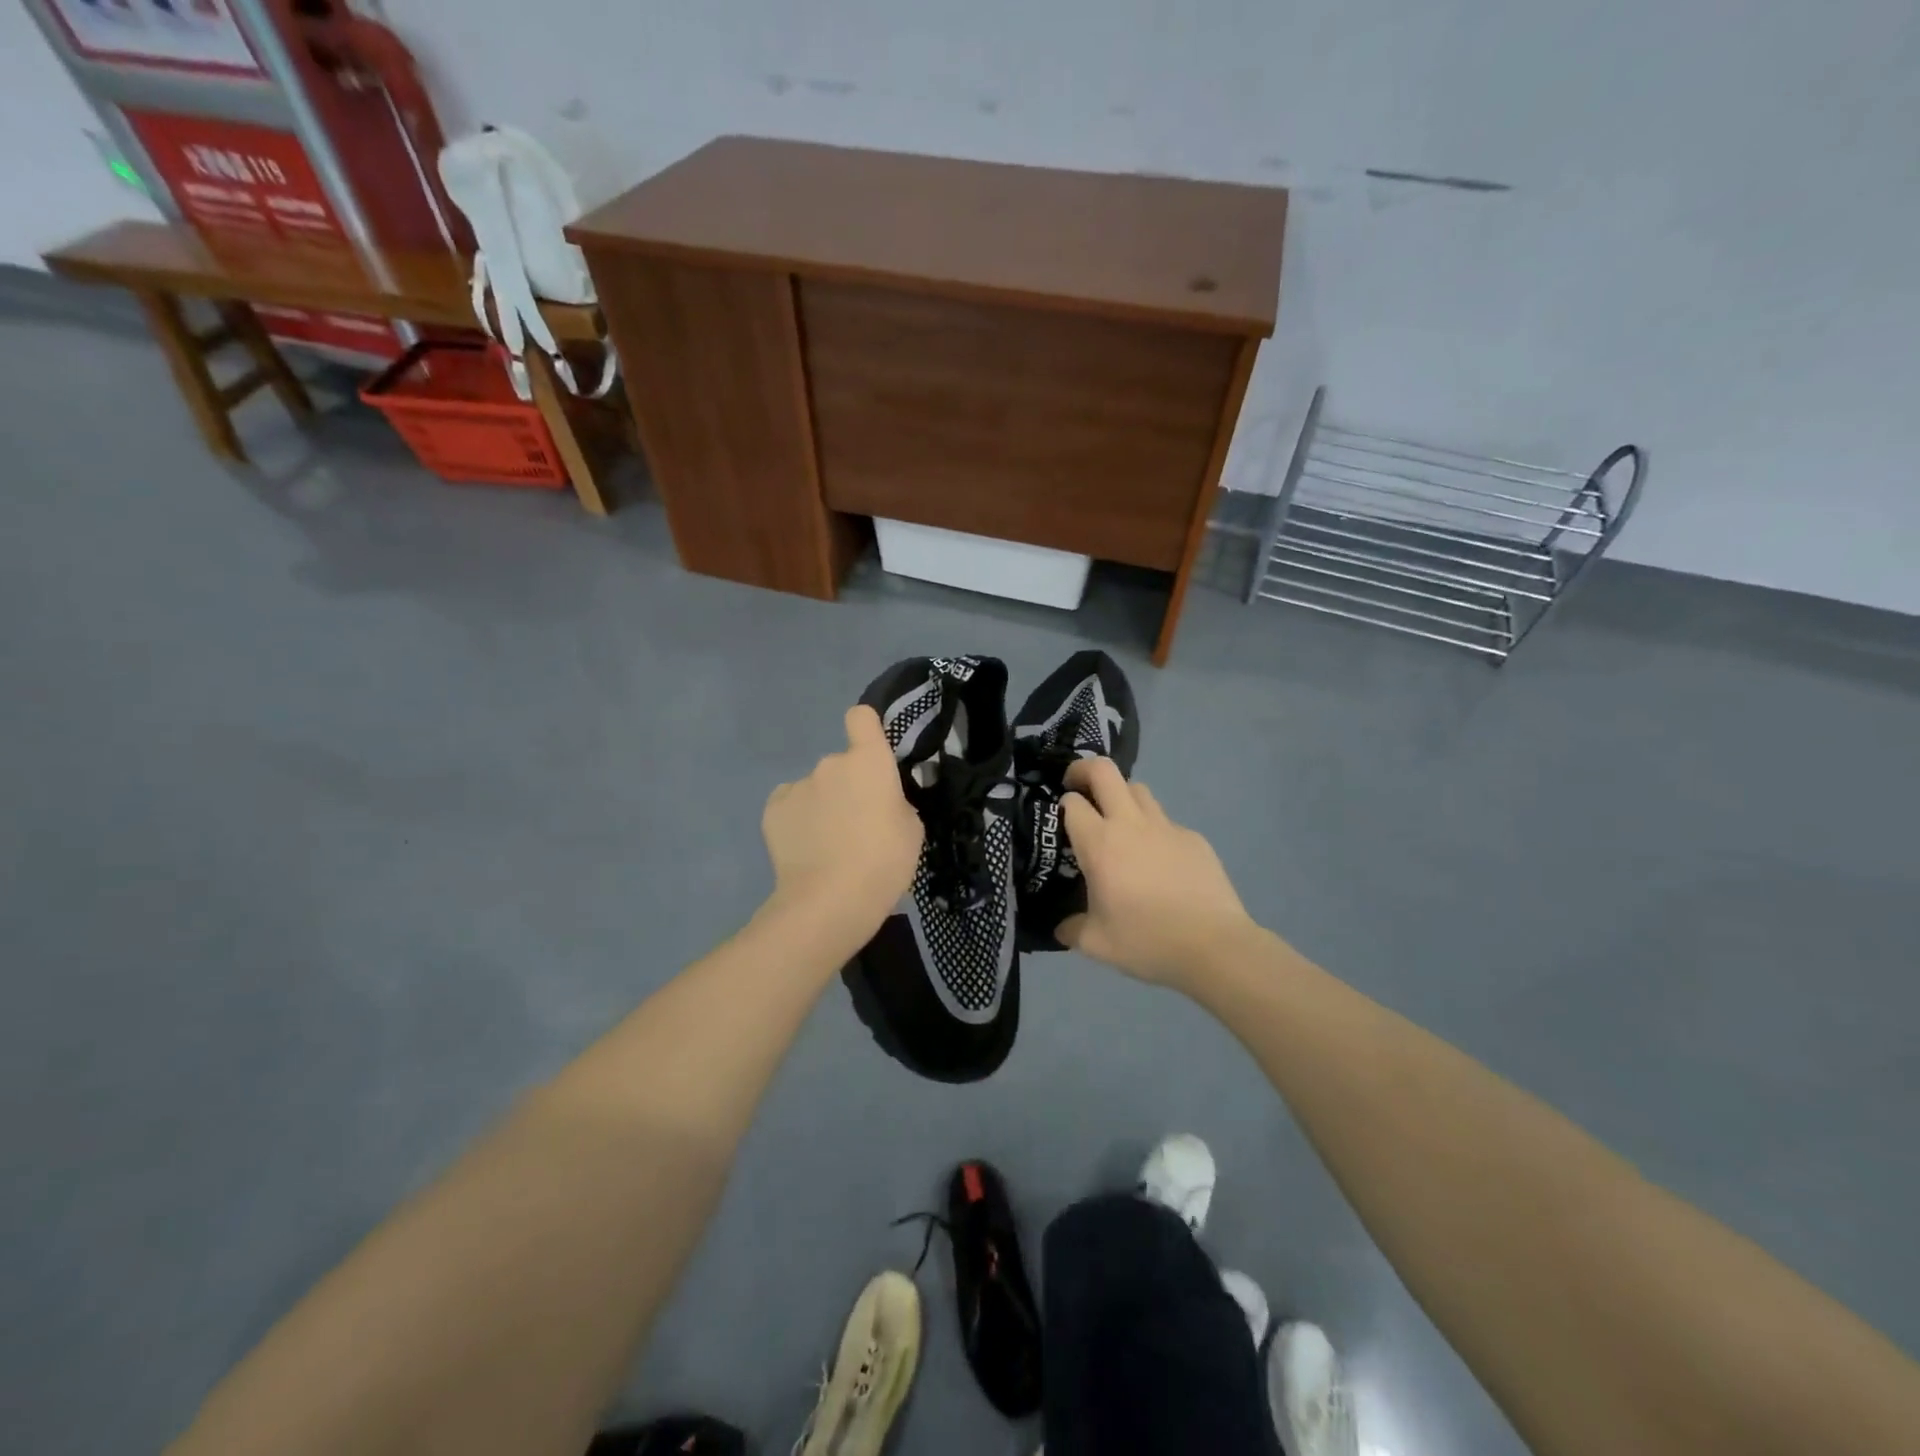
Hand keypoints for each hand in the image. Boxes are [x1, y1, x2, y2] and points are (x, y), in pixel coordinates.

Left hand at [762, 706, 922, 944]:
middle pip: (841, 765)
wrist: (829, 901)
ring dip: (823, 806)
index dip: (866, 729)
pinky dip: (798, 820)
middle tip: (857, 825)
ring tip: (828, 846)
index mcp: (869, 761)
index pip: (861, 717)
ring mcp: (798, 785)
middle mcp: (830, 763)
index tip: (871, 752)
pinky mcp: (773, 809)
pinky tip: (805, 849)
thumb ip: (894, 802)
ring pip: (815, 788)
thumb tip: (880, 801)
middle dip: (848, 787)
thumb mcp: (911, 830)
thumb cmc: (884, 862)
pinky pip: (791, 806)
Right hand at [1056, 758, 1255, 987]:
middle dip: (1083, 770)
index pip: (1072, 803)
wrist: (1214, 946)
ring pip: (1137, 789)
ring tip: (1118, 824)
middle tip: (1076, 788)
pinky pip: (1166, 821)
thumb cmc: (1147, 941)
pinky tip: (1158, 861)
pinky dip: (1153, 830)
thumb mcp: (1097, 944)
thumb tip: (1062, 927)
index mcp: (1100, 844)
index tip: (1059, 820)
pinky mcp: (1193, 838)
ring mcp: (1166, 827)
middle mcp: (1130, 824)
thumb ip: (1072, 929)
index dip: (1061, 806)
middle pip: (1104, 771)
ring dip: (1120, 796)